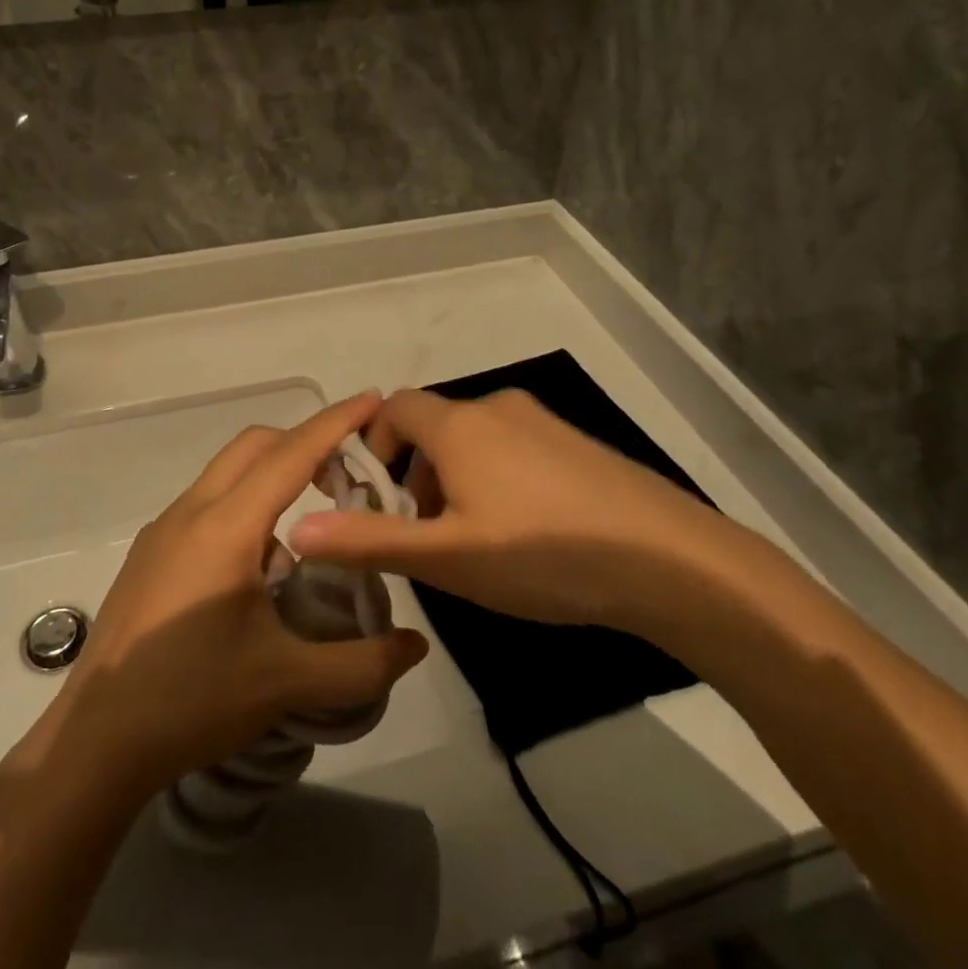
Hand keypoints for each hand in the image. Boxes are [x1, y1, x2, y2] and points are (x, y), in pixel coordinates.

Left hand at [36, 392, 427, 799]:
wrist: (96, 742)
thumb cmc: (192, 701)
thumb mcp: (286, 684)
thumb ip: (361, 664)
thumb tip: (416, 646)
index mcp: (226, 527)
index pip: (291, 454)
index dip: (335, 423)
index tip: (372, 399)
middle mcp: (191, 512)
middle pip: (255, 446)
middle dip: (304, 444)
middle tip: (347, 477)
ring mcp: (164, 530)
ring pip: (227, 473)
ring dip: (272, 479)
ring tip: (307, 533)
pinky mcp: (150, 553)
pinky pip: (207, 504)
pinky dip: (244, 507)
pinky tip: (259, 570)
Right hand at [289, 389, 755, 630]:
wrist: (670, 560)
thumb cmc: (541, 554)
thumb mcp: (446, 557)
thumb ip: (369, 540)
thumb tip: (297, 528)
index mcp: (458, 425)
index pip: (394, 408)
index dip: (373, 443)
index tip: (376, 494)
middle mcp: (497, 408)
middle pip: (435, 425)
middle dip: (415, 471)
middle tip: (423, 531)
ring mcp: (543, 423)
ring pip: (476, 439)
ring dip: (456, 477)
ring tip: (472, 540)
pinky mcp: (578, 444)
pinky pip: (516, 448)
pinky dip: (497, 477)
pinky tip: (526, 534)